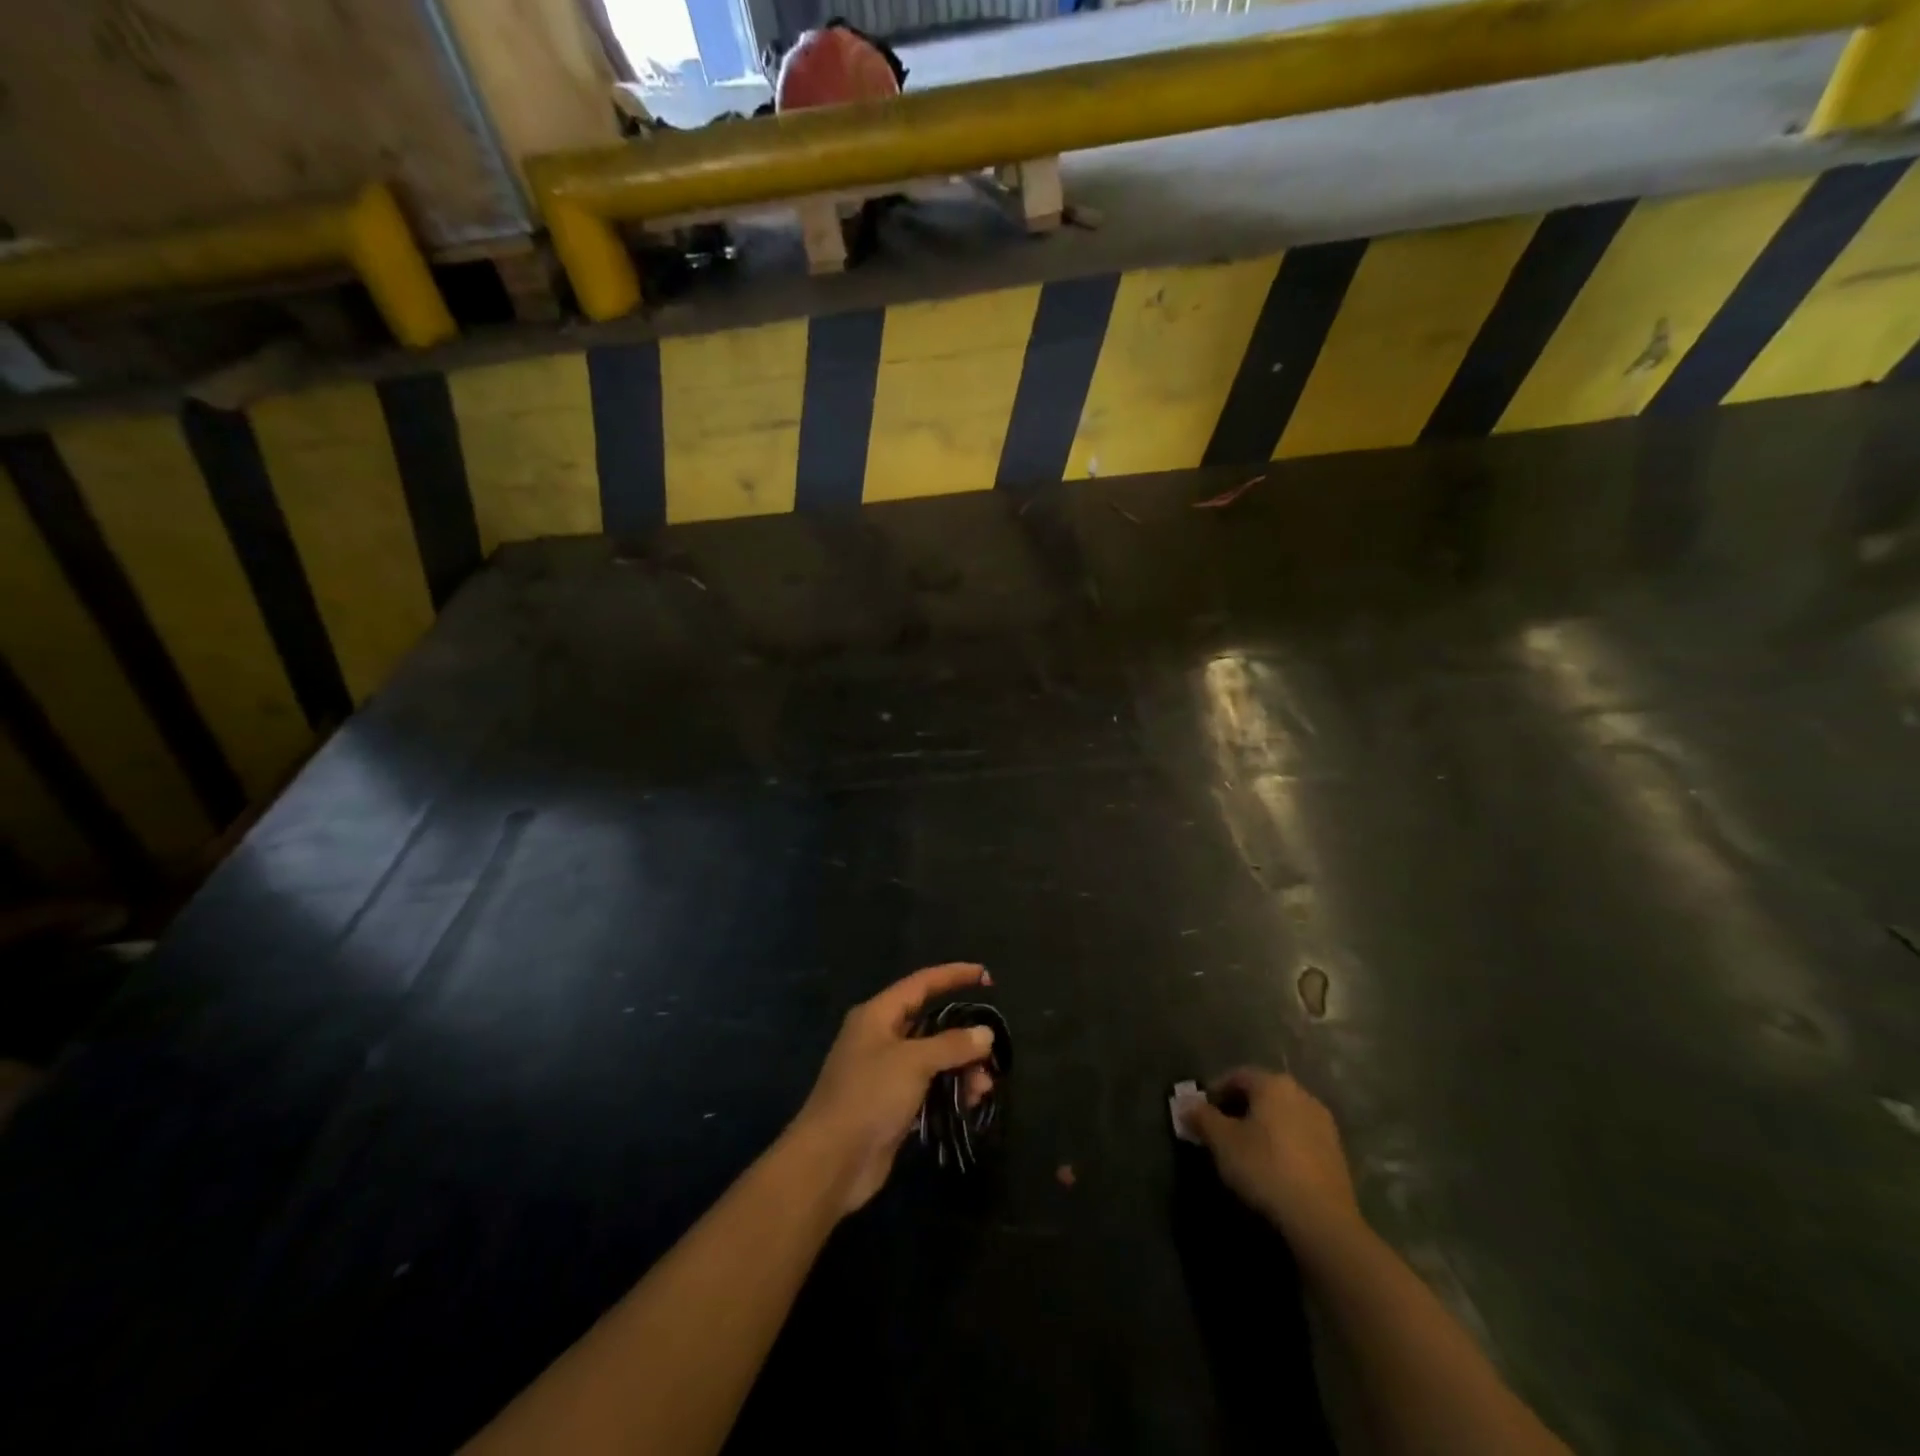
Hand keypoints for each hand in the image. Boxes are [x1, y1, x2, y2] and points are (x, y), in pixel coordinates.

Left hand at [789, 963, 997, 1213]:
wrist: (831, 1162)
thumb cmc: (869, 1096)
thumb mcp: (913, 1062)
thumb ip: (952, 1044)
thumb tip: (985, 1034)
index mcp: (877, 1015)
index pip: (922, 983)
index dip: (954, 975)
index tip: (986, 976)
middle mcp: (880, 1038)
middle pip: (930, 1023)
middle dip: (963, 1034)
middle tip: (992, 1048)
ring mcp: (885, 1073)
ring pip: (932, 1059)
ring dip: (960, 1068)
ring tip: (984, 1086)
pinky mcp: (891, 1105)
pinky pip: (928, 1087)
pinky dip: (949, 1091)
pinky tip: (970, 1102)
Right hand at [1183, 1068, 1361, 1255]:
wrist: (1322, 1220)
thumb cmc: (1265, 1168)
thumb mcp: (1222, 1142)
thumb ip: (1201, 1118)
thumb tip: (1186, 1105)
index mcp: (1273, 1084)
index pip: (1236, 1076)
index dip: (1214, 1092)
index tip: (1200, 1114)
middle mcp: (1301, 1094)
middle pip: (1261, 1094)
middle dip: (1237, 1109)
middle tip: (1219, 1132)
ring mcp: (1323, 1123)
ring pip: (1281, 1115)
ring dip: (1261, 1126)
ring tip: (1244, 1151)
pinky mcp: (1336, 1152)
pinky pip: (1299, 1136)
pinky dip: (1281, 1143)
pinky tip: (1272, 1167)